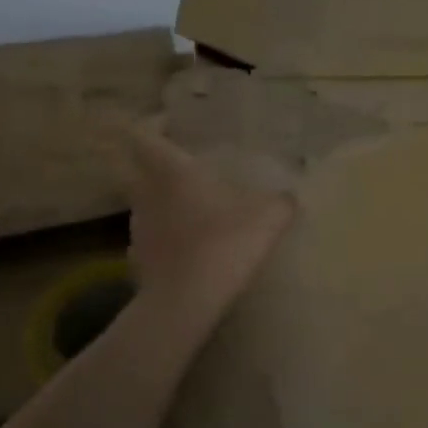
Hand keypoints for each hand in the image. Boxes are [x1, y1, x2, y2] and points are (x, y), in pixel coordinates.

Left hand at [115, 122, 295, 324]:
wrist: (185, 302)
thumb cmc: (225, 243)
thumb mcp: (269, 217)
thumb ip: (281, 202)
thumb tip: (290, 197)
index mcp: (171, 171)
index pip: (142, 135)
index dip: (152, 125)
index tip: (171, 124)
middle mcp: (147, 193)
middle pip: (137, 168)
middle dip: (156, 163)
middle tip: (185, 165)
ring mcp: (138, 228)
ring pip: (144, 202)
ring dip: (162, 200)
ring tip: (193, 207)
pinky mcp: (138, 260)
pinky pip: (152, 237)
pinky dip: (166, 236)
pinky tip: (190, 247)